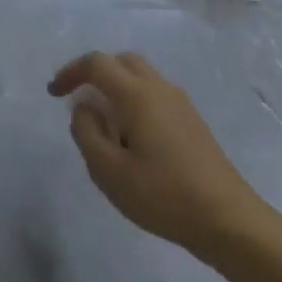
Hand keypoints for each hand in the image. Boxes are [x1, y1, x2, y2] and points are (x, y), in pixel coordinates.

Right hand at [50, 52, 264, 253]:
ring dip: (116, 87)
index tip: (54, 93)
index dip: (70, 72)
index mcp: (137, 95)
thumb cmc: (163, 195)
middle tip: (77, 99)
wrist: (228, 220)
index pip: (97, 64)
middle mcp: (159, 89)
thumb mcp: (109, 172)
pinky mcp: (192, 121)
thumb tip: (84, 108)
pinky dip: (134, 100)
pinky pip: (155, 94)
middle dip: (95, 73)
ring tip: (104, 124)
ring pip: (141, 76)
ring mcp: (180, 103)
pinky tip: (131, 137)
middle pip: (122, 61)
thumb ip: (87, 133)